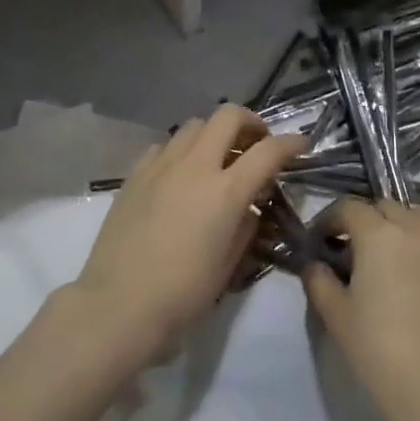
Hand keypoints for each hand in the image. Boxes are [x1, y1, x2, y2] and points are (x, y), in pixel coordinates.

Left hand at [72, 105, 304, 358]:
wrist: (118, 304)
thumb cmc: (182, 294)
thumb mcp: (229, 265)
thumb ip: (246, 226)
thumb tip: (249, 207)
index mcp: (226, 191)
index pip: (269, 151)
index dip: (291, 143)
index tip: (301, 145)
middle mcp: (196, 166)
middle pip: (229, 116)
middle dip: (251, 123)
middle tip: (257, 144)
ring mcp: (162, 165)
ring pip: (195, 125)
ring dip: (214, 134)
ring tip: (217, 159)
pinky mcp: (136, 173)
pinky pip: (165, 145)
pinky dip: (181, 151)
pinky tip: (180, 175)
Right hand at [303, 201, 419, 420]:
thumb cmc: (379, 350)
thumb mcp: (336, 316)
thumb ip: (319, 281)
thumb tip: (314, 264)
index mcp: (379, 233)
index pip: (348, 208)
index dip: (330, 220)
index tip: (320, 241)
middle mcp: (416, 229)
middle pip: (385, 207)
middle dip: (365, 221)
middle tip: (353, 252)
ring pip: (419, 219)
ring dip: (399, 228)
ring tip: (390, 260)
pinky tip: (418, 285)